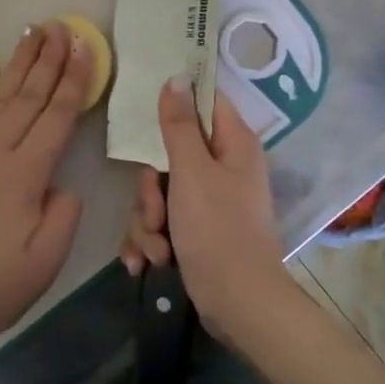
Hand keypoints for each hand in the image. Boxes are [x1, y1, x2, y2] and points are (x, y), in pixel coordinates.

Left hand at [0, 21, 91, 356]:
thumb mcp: (45, 260)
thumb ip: (63, 214)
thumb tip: (60, 185)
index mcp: (23, 174)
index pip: (56, 116)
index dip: (74, 79)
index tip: (85, 46)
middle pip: (27, 96)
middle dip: (48, 58)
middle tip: (61, 25)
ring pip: (2, 99)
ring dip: (21, 65)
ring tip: (33, 34)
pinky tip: (5, 83)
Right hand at [118, 79, 293, 344]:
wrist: (238, 306)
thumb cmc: (218, 230)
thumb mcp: (192, 172)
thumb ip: (179, 125)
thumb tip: (177, 77)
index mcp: (233, 145)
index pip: (205, 102)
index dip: (176, 103)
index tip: (147, 114)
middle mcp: (223, 168)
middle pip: (170, 154)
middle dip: (151, 189)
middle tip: (155, 210)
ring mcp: (209, 202)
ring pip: (159, 193)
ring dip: (147, 222)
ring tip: (157, 249)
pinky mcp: (196, 232)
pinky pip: (161, 223)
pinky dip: (151, 242)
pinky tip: (146, 263)